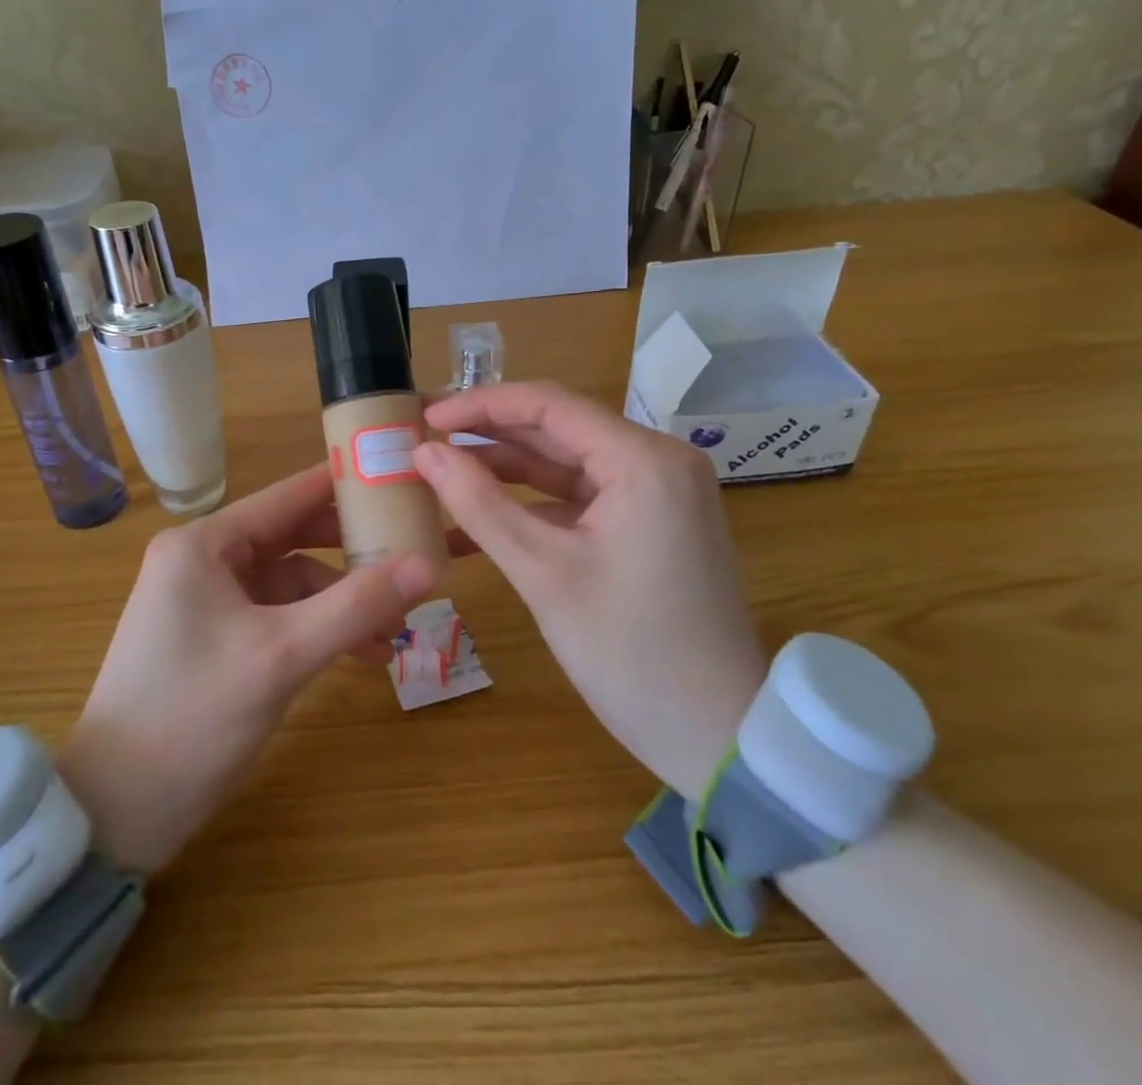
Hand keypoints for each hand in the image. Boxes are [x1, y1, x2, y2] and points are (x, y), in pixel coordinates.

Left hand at [59, 465, 437, 871]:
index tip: (400, 473)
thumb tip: (429, 565)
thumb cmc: (192, 717)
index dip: (345, 483)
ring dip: (340, 600)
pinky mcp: (214, 639)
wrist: (114, 812)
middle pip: (292, 537)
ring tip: (395, 628)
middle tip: (412, 550)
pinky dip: (316, 628)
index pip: (288, 495)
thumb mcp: (282, 657)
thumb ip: (356, 606)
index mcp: (204, 544)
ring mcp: (207, 601)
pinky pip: (277, 616)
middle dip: (351, 551)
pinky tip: (360, 653)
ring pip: (290, 582)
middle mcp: (203, 560)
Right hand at [414, 381, 767, 797]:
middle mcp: (657, 460)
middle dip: (487, 435)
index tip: (426, 417)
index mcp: (643, 459)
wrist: (718, 736)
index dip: (480, 404)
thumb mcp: (543, 573)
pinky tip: (477, 519)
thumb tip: (423, 451)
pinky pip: (580, 499)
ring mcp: (657, 493)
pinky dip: (532, 506)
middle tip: (423, 437)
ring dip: (504, 470)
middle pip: (557, 430)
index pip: (548, 405)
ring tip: (438, 473)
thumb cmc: (629, 652)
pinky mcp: (649, 523)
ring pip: (565, 464)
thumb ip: (478, 504)